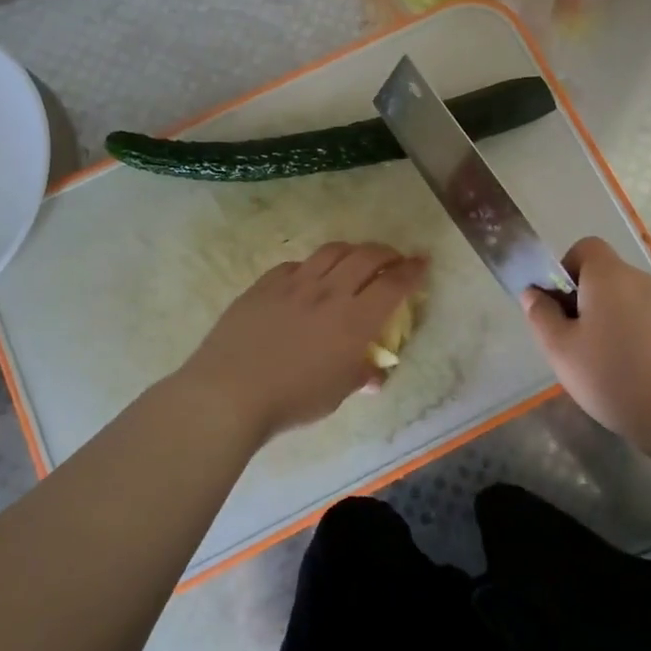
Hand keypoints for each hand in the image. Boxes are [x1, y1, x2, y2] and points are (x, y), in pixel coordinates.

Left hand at [178, 241, 427, 444]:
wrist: (228, 392)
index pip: (393, 285)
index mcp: (355, 320)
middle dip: (387, 253)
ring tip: (357, 258)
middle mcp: (329, 292)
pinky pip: (297, 264)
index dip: (412, 271)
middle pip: (366, 257)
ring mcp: (294, 284)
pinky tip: (310, 277)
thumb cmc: (291, 400)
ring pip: (332, 251)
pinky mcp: (265, 284)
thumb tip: (374, 375)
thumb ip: (360, 376)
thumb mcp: (336, 394)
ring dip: (352, 250)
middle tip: (394, 258)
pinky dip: (314, 265)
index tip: (422, 263)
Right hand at [521, 237, 650, 452]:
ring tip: (605, 364)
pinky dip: (636, 336)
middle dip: (585, 301)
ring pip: (627, 300)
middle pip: (605, 276)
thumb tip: (533, 293)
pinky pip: (648, 320)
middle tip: (576, 343)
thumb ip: (541, 316)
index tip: (561, 306)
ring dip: (611, 320)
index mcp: (608, 275)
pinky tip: (634, 373)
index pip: (585, 248)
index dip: (566, 270)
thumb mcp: (561, 350)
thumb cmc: (613, 376)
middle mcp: (640, 279)